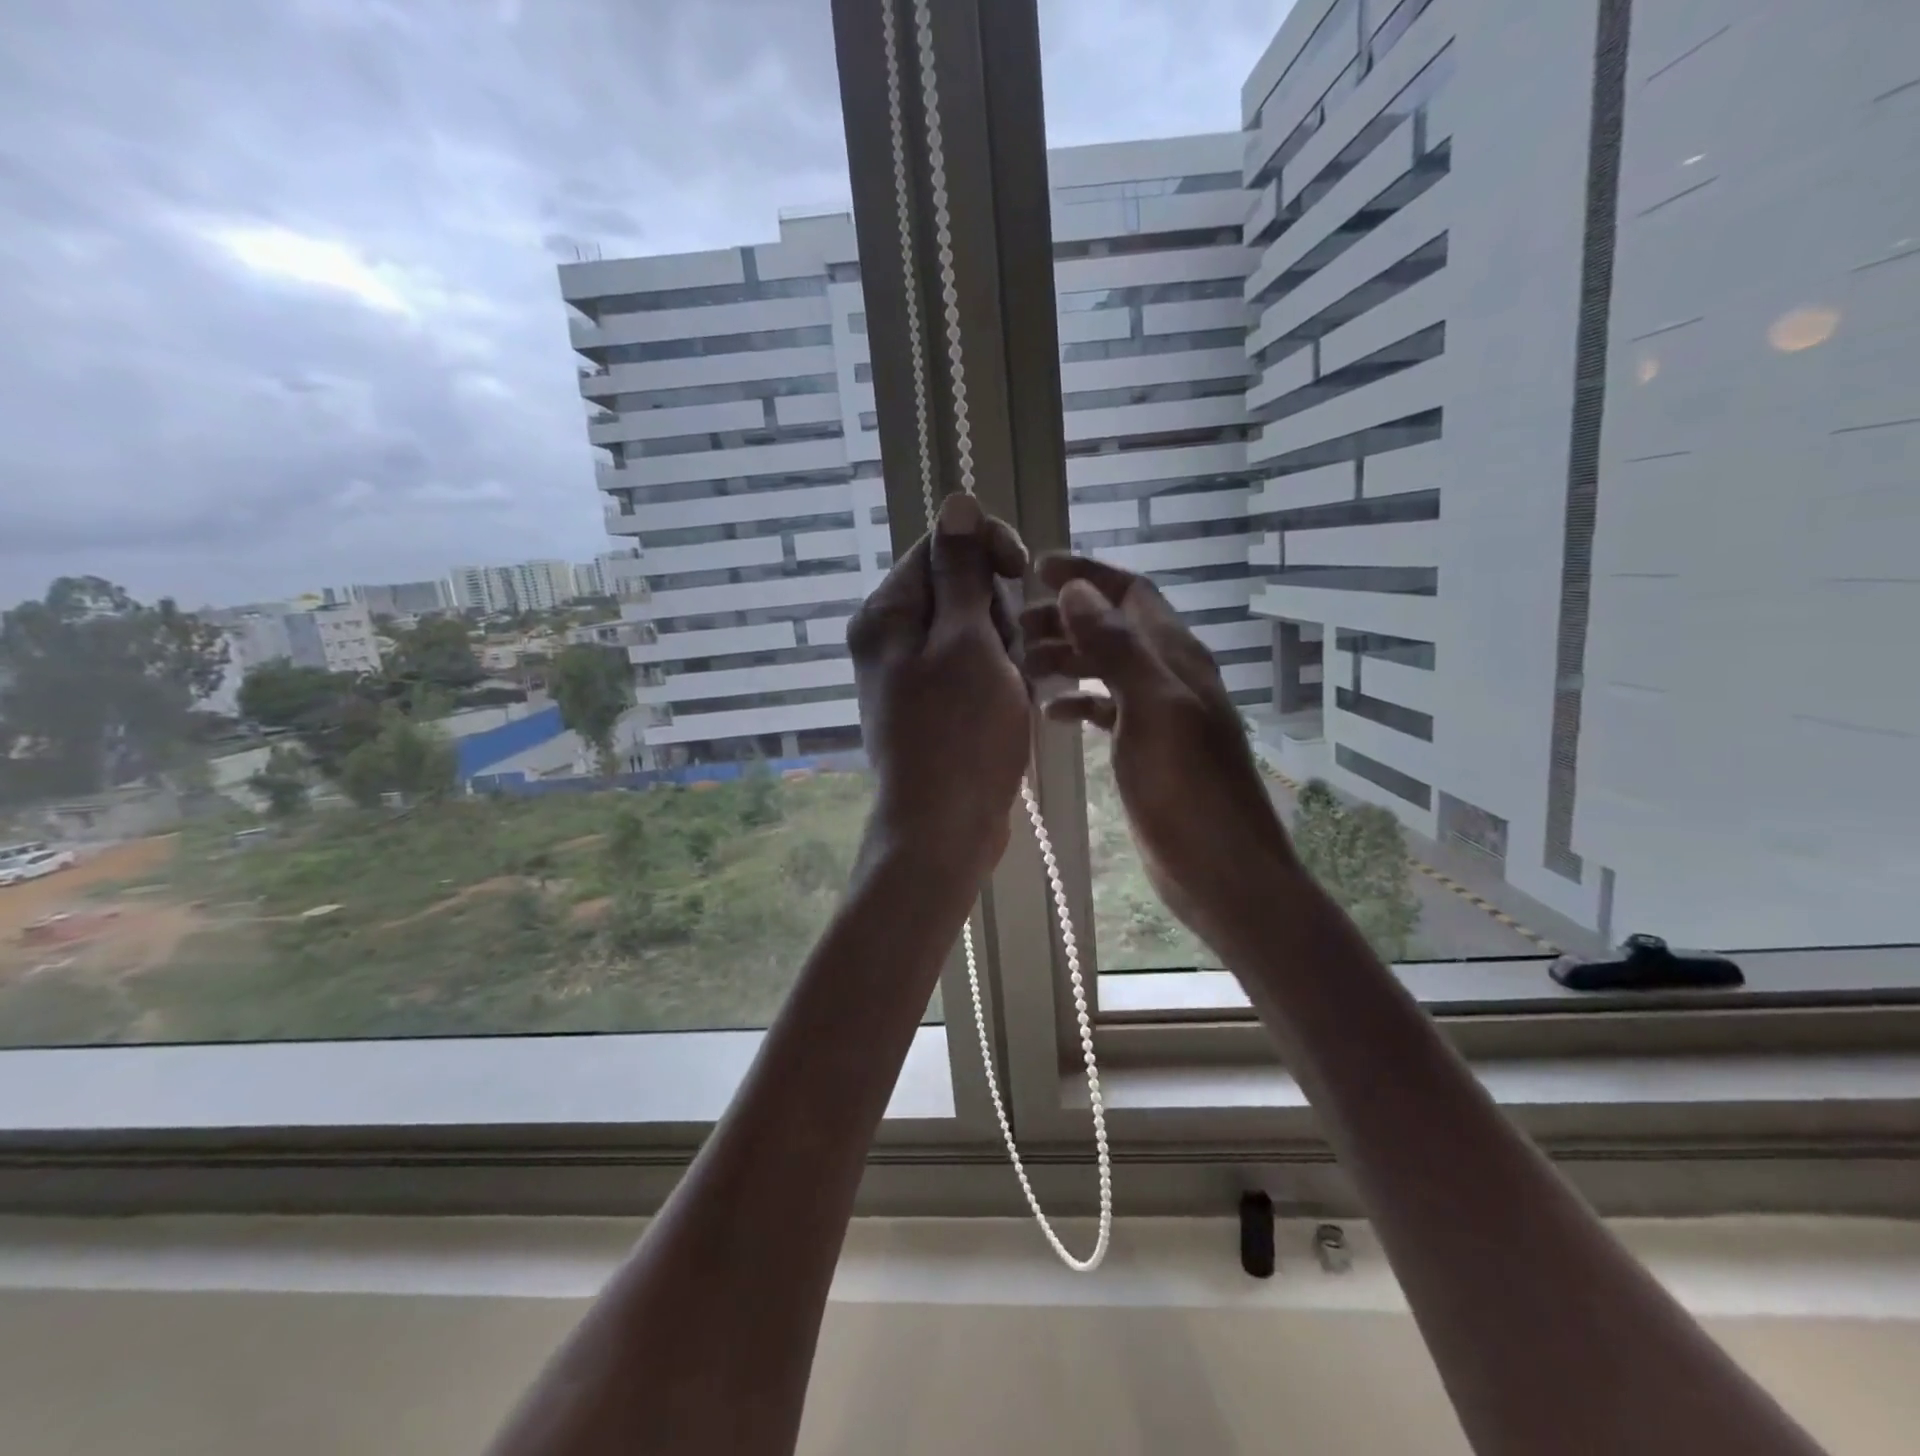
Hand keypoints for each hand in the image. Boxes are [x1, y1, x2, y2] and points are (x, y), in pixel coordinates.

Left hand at [848, 493, 1030, 878]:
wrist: (944, 827)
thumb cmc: (960, 733)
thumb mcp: (968, 641)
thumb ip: (962, 572)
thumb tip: (956, 501)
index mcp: (886, 613)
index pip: (939, 545)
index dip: (987, 548)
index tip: (1021, 572)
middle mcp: (889, 637)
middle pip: (958, 589)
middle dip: (996, 614)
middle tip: (1003, 658)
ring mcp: (910, 674)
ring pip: (974, 631)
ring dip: (1003, 652)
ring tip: (1008, 692)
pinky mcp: (932, 704)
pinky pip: (973, 668)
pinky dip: (998, 680)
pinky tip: (1007, 707)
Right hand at [1020, 554, 1296, 949]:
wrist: (1221, 869)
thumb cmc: (1187, 789)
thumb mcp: (1152, 708)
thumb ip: (1117, 648)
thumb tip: (1079, 591)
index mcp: (1175, 655)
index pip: (1131, 592)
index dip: (1088, 574)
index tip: (1036, 569)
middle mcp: (1168, 674)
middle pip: (1113, 626)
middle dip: (1065, 617)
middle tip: (1013, 626)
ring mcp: (1158, 713)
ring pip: (1106, 666)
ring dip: (1067, 657)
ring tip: (1020, 665)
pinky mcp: (1146, 748)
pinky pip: (1108, 708)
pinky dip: (1078, 701)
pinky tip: (1049, 712)